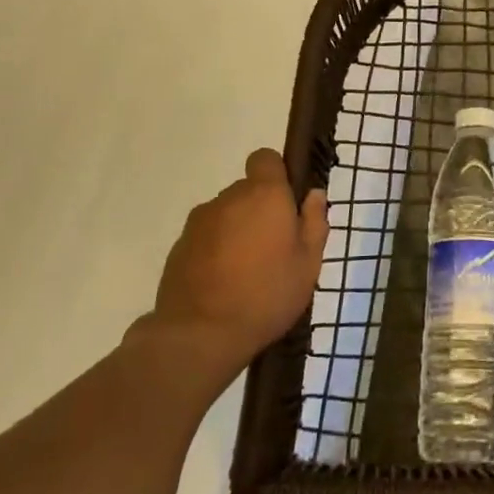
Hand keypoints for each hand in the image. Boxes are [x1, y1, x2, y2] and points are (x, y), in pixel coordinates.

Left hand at [149, 149, 329, 383]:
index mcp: (264, 195)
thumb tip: (314, 194)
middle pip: (247, 190)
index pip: (265, 158)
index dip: (277, 174)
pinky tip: (223, 283)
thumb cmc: (266, 294)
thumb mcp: (308, 263)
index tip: (287, 202)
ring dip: (237, 230)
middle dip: (260, 210)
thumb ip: (314, 222)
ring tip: (247, 270)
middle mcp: (229, 198)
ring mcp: (199, 222)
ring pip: (226, 215)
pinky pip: (206, 237)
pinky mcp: (179, 247)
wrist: (199, 335)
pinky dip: (215, 250)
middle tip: (275, 247)